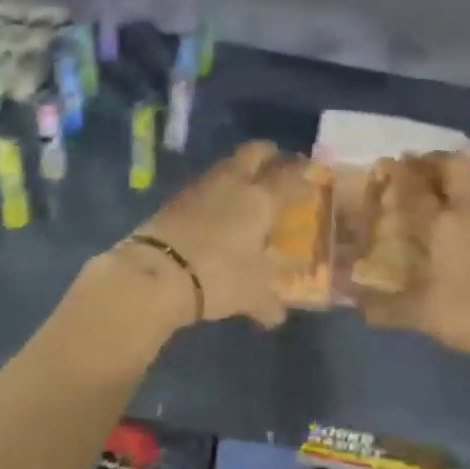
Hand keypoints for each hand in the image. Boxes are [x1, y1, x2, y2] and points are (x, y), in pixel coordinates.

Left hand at [118, 141, 307, 328]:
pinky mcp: (175, 199)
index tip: (312, 174)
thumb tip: (277, 316)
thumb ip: (269, 303)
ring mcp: (201, 187)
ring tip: (246, 189)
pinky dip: (215, 192)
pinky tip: (216, 210)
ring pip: (226, 165)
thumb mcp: (252, 295)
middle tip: (278, 163)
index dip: (304, 172)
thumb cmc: (219, 276)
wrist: (157, 273)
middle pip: (255, 152)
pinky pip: (204, 186)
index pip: (291, 175)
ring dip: (239, 171)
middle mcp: (233, 184)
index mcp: (261, 200)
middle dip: (269, 154)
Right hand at [359, 153, 469, 375]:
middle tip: (414, 170)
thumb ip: (386, 308)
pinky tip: (467, 225)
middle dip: (431, 161)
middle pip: (452, 165)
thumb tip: (356, 305)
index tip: (384, 168)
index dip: (397, 174)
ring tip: (440, 192)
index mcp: (443, 223)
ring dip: (457, 177)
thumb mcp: (424, 315)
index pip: (414, 188)